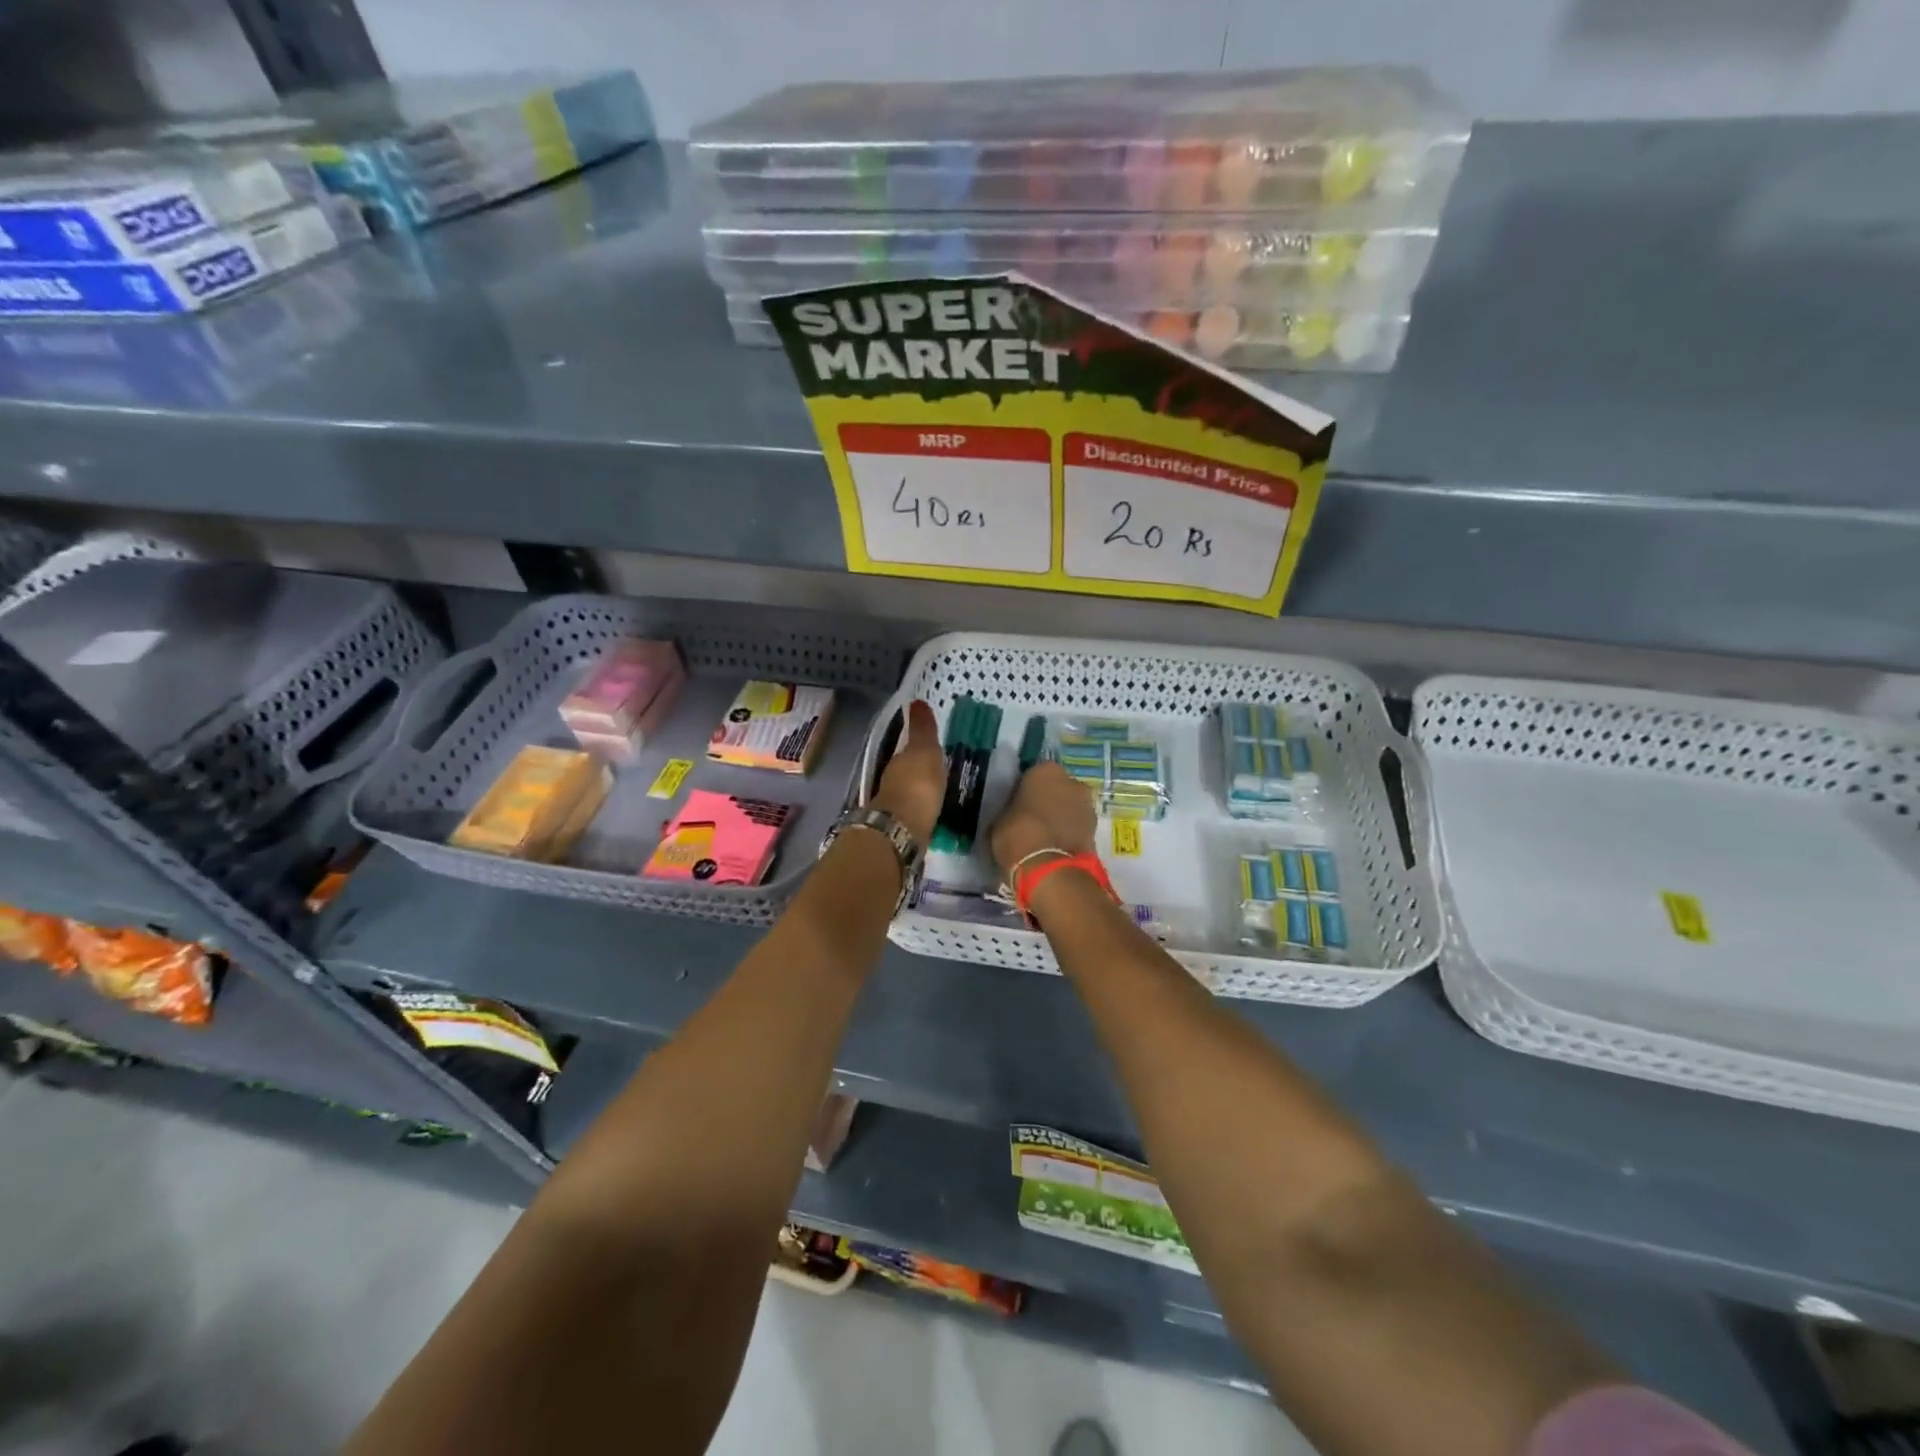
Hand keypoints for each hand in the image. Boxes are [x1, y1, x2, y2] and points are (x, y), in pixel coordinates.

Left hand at [871, 700, 943, 850]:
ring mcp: (894, 806)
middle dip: (918, 769)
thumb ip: (922, 730)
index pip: (908, 749)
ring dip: (919, 790)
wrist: (903, 830)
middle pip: (906, 771)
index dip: (918, 747)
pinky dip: (920, 808)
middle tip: (936, 768)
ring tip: (936, 790)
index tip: (931, 746)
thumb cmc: (917, 785)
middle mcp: (892, 781)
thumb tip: (916, 701)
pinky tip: (930, 811)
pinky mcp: (901, 827)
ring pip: (908, 792)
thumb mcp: (924, 751)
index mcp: (898, 761)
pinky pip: (914, 811)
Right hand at [989, 760, 1096, 880]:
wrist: (1050, 869)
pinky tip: (1055, 847)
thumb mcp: (999, 819)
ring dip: (1061, 817)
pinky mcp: (1096, 830)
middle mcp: (1072, 781)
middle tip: (1032, 820)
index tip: (1017, 805)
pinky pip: (1077, 826)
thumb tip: (1013, 812)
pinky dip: (1069, 833)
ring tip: (1044, 837)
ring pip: (1070, 807)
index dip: (1025, 790)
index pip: (1033, 774)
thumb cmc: (1018, 835)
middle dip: (1048, 801)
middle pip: (1057, 789)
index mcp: (1045, 770)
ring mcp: (1087, 805)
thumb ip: (1011, 808)